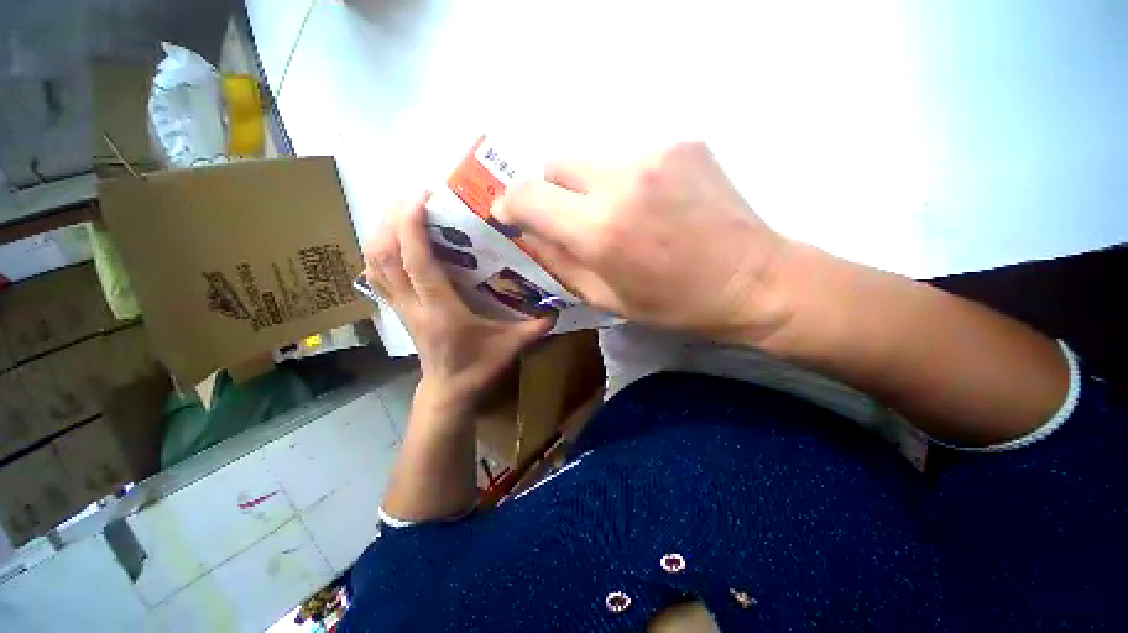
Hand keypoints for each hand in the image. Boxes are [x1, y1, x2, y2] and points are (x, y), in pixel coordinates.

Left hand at [364, 195, 552, 415]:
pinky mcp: (397, 310)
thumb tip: (557, 308)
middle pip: (386, 256)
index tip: (422, 195)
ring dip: (382, 231)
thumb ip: (534, 327)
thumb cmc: (478, 368)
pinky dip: (378, 251)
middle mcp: (414, 305)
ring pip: (375, 263)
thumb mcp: (511, 347)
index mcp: (441, 311)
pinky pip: (376, 275)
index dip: (413, 226)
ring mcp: (400, 308)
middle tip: (414, 194)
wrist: (448, 392)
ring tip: (402, 209)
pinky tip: (393, 238)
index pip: (418, 263)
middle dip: (392, 218)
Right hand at [494, 141, 793, 344]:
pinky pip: (632, 157)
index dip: (512, 204)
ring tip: (622, 216)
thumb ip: (559, 261)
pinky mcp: (683, 142)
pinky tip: (654, 204)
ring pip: (593, 160)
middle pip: (555, 164)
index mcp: (600, 229)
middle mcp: (622, 180)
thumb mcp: (606, 298)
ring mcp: (656, 153)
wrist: (752, 280)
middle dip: (552, 192)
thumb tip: (529, 232)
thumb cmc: (675, 303)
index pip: (528, 194)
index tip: (513, 216)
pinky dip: (628, 180)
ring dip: (592, 187)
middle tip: (572, 219)